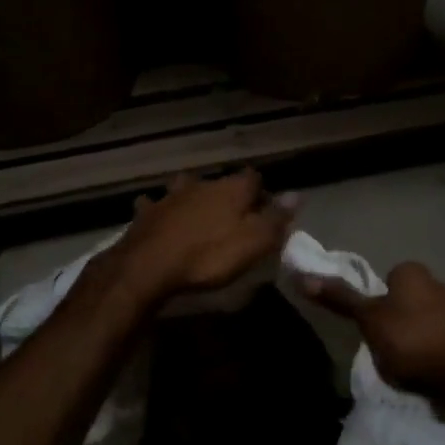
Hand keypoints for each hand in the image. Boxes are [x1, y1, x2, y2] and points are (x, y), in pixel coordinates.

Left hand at [109, 171, 297, 307]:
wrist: (149, 266)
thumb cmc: (208, 256)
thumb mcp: (253, 242)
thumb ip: (275, 218)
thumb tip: (298, 195)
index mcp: (231, 189)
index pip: (253, 178)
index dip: (261, 192)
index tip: (266, 209)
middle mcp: (201, 184)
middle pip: (219, 182)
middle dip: (226, 193)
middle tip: (232, 214)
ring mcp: (170, 196)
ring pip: (184, 187)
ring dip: (191, 195)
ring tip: (195, 211)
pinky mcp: (146, 213)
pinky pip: (154, 205)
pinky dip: (158, 210)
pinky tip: (157, 216)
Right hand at [302, 261, 444, 400]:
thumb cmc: (414, 337)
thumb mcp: (369, 319)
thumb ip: (340, 299)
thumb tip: (302, 275)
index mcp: (411, 272)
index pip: (384, 280)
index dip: (374, 304)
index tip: (370, 327)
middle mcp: (437, 283)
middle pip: (403, 303)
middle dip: (394, 324)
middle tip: (384, 349)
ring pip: (421, 325)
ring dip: (413, 343)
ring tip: (405, 367)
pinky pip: (439, 345)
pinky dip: (430, 357)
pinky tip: (426, 374)